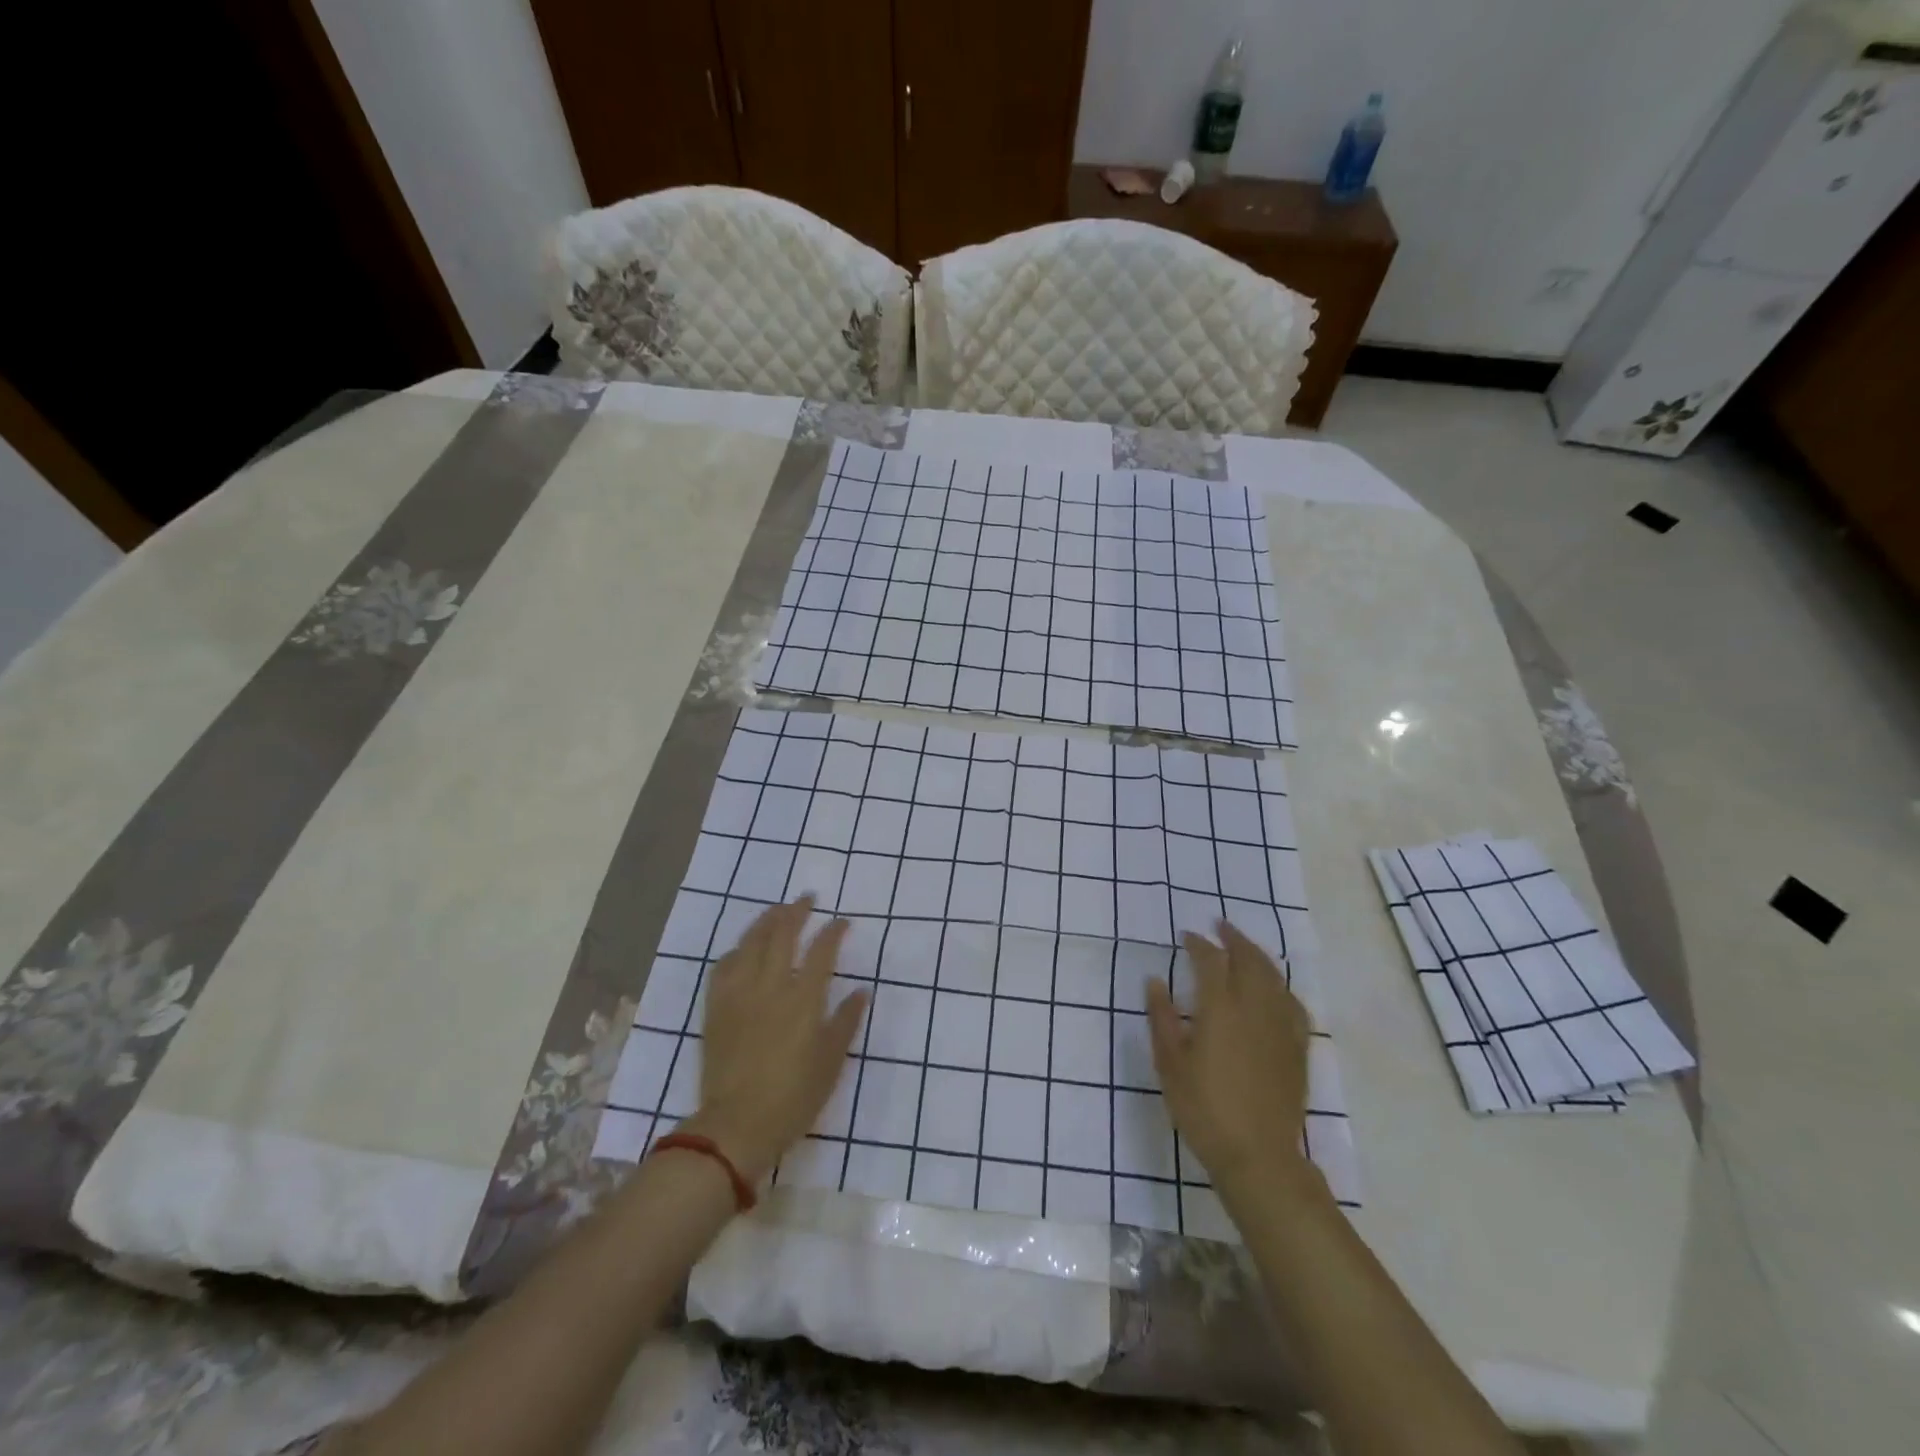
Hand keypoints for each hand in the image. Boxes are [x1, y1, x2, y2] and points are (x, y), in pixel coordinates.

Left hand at [686, 898, 869, 1184]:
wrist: (736, 1125)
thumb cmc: (793, 1097)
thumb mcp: (831, 1062)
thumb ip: (846, 1021)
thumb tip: (861, 991)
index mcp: (804, 999)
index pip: (822, 951)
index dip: (834, 931)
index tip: (842, 921)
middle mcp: (771, 986)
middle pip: (782, 935)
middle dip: (797, 912)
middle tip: (806, 899)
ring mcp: (740, 994)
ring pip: (751, 943)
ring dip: (766, 922)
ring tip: (777, 911)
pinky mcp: (717, 1008)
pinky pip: (724, 966)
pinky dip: (737, 950)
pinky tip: (743, 949)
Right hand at [1147, 921, 1315, 1192]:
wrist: (1258, 1156)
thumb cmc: (1204, 1109)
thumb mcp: (1170, 1064)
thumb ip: (1161, 1018)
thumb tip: (1155, 981)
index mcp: (1220, 1009)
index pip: (1211, 961)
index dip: (1198, 944)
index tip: (1186, 936)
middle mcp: (1254, 1008)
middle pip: (1249, 960)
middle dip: (1234, 939)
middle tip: (1219, 926)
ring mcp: (1280, 1027)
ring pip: (1274, 977)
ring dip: (1257, 956)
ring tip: (1244, 947)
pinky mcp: (1297, 1048)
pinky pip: (1293, 1004)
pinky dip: (1280, 986)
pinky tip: (1274, 989)